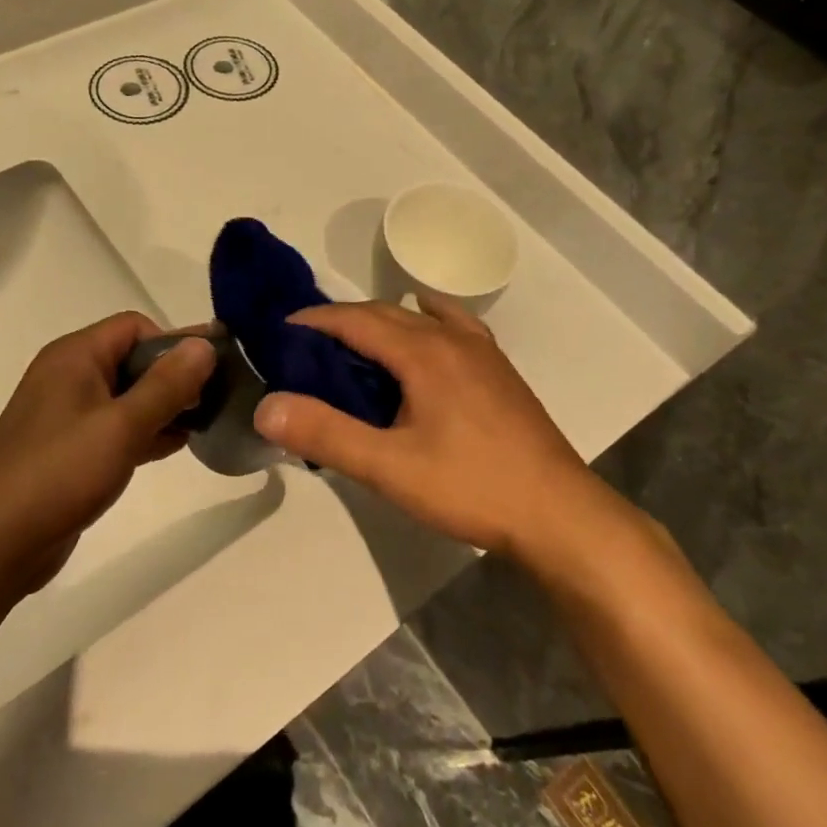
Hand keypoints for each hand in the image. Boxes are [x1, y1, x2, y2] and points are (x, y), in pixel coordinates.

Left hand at [0, 313, 215, 593]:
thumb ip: (167, 384)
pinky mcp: (69, 449)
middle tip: (215, 401)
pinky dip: (144, 432)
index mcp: (75, 356)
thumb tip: (205, 344)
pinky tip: (176, 447)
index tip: (208, 374)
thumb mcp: (122, 426)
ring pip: (126, 396)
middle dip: (174, 377)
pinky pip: (115, 427)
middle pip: (132, 359)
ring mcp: (66, 414)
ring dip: (163, 407)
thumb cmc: (59, 473)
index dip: (173, 344)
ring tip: (204, 424)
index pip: (135, 326)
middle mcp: (68, 376)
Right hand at [252, 293, 637, 563]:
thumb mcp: (389, 468)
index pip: (354, 319)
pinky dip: (426, 319)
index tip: (278, 332)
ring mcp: (481, 351)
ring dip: (378, 322)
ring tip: (350, 348)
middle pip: (383, 312)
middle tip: (303, 347)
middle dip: (340, 321)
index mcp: (423, 352)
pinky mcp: (498, 370)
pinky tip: (425, 327)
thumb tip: (266, 407)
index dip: (312, 320)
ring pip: (417, 319)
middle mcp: (451, 338)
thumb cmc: (471, 487)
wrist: (560, 514)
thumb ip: (326, 434)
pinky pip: (454, 326)